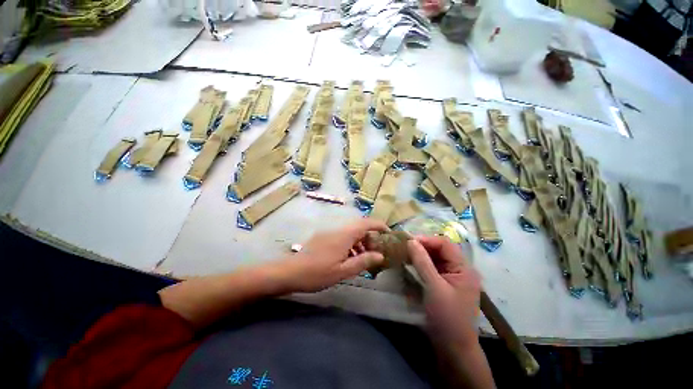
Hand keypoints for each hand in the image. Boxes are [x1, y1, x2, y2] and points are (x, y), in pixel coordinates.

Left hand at [279, 219, 386, 292]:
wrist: (290, 272)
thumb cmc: (318, 273)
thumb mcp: (343, 271)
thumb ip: (363, 261)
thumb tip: (380, 255)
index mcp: (344, 235)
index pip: (366, 223)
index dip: (379, 225)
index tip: (388, 233)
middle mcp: (338, 229)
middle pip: (359, 227)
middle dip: (370, 236)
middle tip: (376, 251)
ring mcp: (329, 232)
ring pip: (350, 232)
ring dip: (359, 241)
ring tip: (363, 257)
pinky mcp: (323, 237)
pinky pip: (342, 236)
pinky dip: (350, 243)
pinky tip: (348, 257)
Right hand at [408, 235, 480, 350]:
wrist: (453, 349)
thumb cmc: (447, 317)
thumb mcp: (434, 287)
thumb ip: (422, 262)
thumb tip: (410, 241)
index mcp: (464, 268)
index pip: (444, 244)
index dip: (426, 240)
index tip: (408, 242)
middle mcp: (460, 269)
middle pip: (439, 250)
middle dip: (421, 247)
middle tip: (404, 248)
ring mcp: (452, 277)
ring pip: (434, 258)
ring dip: (420, 255)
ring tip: (404, 255)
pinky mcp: (444, 284)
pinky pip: (432, 268)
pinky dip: (421, 264)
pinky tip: (410, 265)